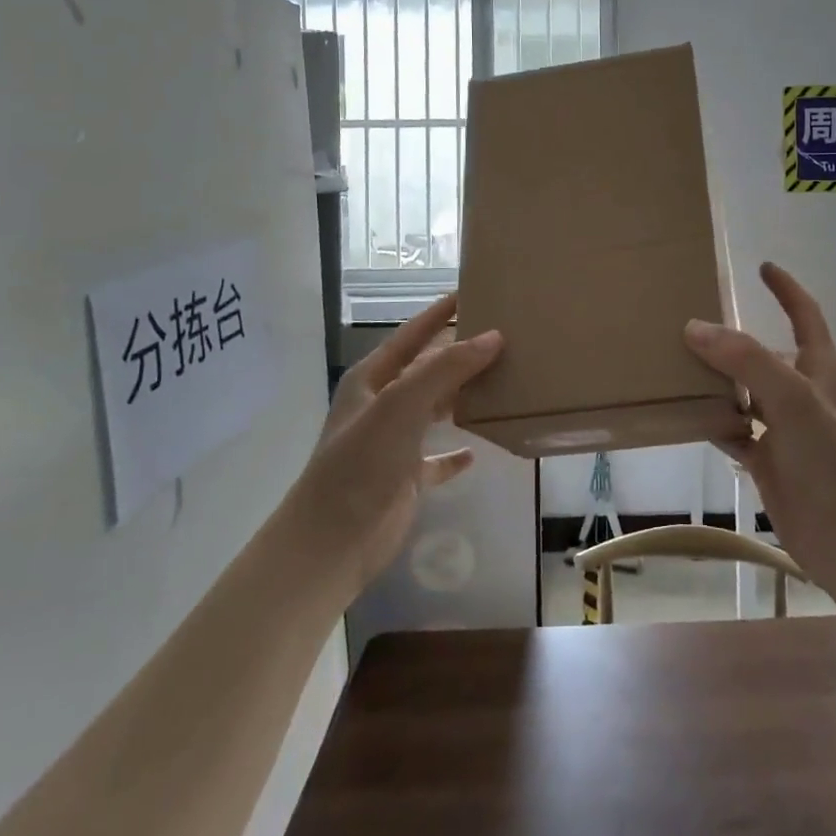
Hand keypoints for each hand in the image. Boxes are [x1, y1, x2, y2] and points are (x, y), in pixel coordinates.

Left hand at [284, 295, 501, 602]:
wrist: (330, 543)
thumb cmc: (361, 464)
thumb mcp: (401, 405)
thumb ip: (446, 369)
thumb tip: (494, 336)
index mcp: (372, 379)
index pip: (412, 334)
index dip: (440, 312)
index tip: (473, 291)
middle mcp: (382, 404)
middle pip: (427, 369)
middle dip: (460, 353)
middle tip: (504, 336)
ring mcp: (393, 442)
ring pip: (435, 408)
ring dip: (463, 396)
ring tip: (503, 381)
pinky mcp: (405, 478)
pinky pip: (436, 457)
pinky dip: (455, 451)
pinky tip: (477, 448)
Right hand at [686, 263, 835, 594]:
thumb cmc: (832, 462)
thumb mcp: (793, 399)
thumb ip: (746, 359)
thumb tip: (693, 327)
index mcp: (819, 370)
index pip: (805, 315)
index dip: (786, 289)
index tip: (762, 266)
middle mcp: (801, 394)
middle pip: (765, 353)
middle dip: (734, 337)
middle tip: (692, 319)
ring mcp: (784, 430)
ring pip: (744, 393)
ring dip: (716, 380)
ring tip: (675, 362)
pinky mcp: (768, 462)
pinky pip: (733, 431)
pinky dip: (711, 421)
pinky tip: (683, 415)